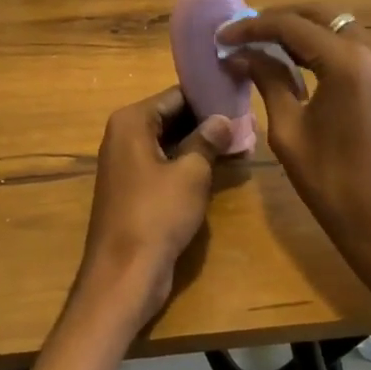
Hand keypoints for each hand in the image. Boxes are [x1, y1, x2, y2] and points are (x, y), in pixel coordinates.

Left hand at [80, 88, 232, 324]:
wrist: (124, 274)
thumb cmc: (157, 214)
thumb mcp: (191, 173)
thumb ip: (208, 140)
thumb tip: (224, 119)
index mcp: (131, 121)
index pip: (176, 95)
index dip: (208, 97)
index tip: (239, 98)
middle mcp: (124, 135)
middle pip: (171, 117)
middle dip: (207, 121)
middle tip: (246, 122)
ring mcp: (126, 163)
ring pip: (170, 142)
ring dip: (201, 144)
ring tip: (241, 142)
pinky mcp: (133, 188)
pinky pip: (164, 165)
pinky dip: (188, 164)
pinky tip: (220, 167)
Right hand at [217, 7, 370, 290]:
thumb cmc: (333, 185)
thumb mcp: (289, 131)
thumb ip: (268, 81)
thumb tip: (241, 54)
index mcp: (347, 63)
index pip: (291, 26)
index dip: (252, 27)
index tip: (222, 36)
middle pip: (320, 16)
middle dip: (279, 20)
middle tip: (243, 35)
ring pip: (339, 27)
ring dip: (303, 31)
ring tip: (265, 46)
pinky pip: (356, 46)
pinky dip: (326, 45)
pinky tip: (300, 61)